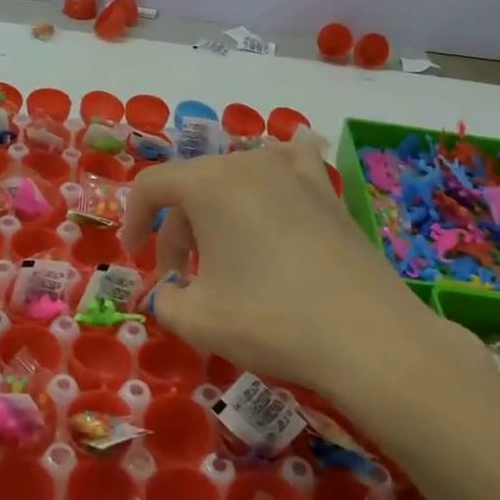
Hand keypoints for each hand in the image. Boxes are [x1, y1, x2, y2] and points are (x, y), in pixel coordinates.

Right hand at [120, 139, 484, 403]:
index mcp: (208, 183)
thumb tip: (170, 293)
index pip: (152, 186)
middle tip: (181, 281)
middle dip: (177, 232)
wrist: (367, 336)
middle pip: (193, 187)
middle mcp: (248, 163)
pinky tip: (281, 185)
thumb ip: (165, 300)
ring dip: (217, 212)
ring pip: (235, 180)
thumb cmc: (270, 319)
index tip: (135, 258)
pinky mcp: (327, 192)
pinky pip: (290, 168)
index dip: (133, 221)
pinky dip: (274, 177)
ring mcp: (293, 172)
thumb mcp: (197, 319)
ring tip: (224, 251)